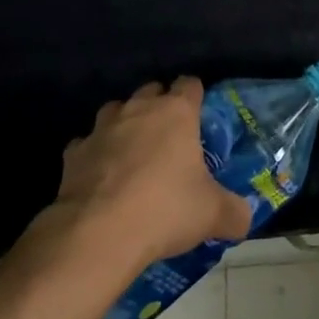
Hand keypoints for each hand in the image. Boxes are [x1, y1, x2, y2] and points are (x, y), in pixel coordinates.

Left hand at [54, 79, 252, 269]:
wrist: (98, 234)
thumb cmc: (164, 210)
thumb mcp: (212, 214)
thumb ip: (234, 212)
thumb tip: (244, 219)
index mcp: (176, 112)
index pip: (190, 84)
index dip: (195, 97)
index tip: (199, 119)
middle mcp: (139, 109)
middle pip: (151, 90)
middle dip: (159, 108)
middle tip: (169, 140)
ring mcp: (102, 128)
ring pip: (115, 111)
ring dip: (124, 126)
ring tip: (132, 155)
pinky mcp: (74, 153)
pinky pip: (86, 145)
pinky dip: (94, 155)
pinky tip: (100, 179)